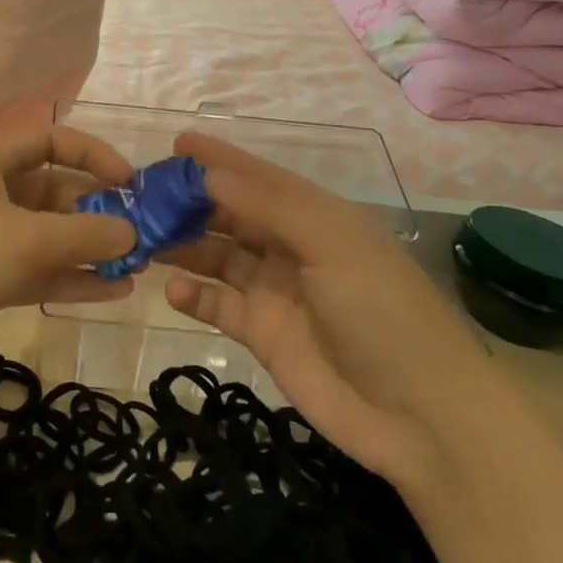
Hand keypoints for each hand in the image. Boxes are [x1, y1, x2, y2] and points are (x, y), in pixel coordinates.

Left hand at [0, 126, 138, 384]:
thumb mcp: (26, 239)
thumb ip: (84, 234)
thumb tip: (132, 232)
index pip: (48, 140)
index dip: (91, 154)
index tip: (129, 182)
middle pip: (50, 191)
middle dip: (94, 211)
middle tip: (139, 234)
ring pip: (43, 235)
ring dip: (86, 249)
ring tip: (136, 265)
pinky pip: (31, 270)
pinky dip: (67, 278)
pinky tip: (111, 292)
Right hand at [161, 132, 494, 488]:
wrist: (422, 417)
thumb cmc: (382, 312)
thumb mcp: (332, 243)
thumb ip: (268, 206)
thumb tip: (207, 174)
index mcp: (315, 217)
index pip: (258, 178)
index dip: (219, 159)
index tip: (176, 144)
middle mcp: (291, 247)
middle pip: (231, 215)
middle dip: (189, 203)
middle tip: (140, 196)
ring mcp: (275, 292)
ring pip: (218, 256)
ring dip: (183, 245)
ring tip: (142, 238)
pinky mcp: (263, 334)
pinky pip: (219, 305)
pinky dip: (194, 296)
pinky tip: (173, 291)